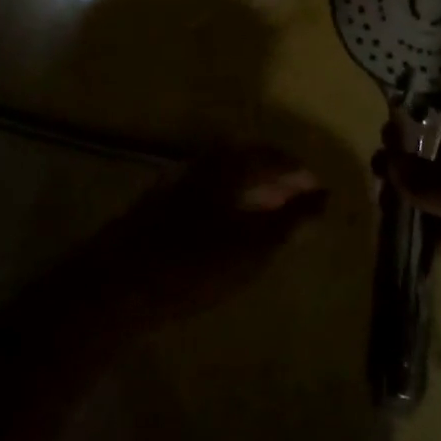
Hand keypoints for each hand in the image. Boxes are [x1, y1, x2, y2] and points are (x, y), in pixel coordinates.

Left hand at [92, 146, 330, 328]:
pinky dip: (227, 203)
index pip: (271, 155)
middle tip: (297, 200)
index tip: (316, 187)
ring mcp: (175, 182)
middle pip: (245, 162)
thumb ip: (291, 220)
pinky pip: (205, 193)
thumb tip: (323, 195)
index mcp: (226, 165)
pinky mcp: (156, 206)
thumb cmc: (193, 263)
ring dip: (250, 191)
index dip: (297, 170)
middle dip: (274, 178)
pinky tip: (227, 230)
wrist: (117, 284)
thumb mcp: (253, 246)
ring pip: (223, 178)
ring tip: (268, 216)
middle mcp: (201, 164)